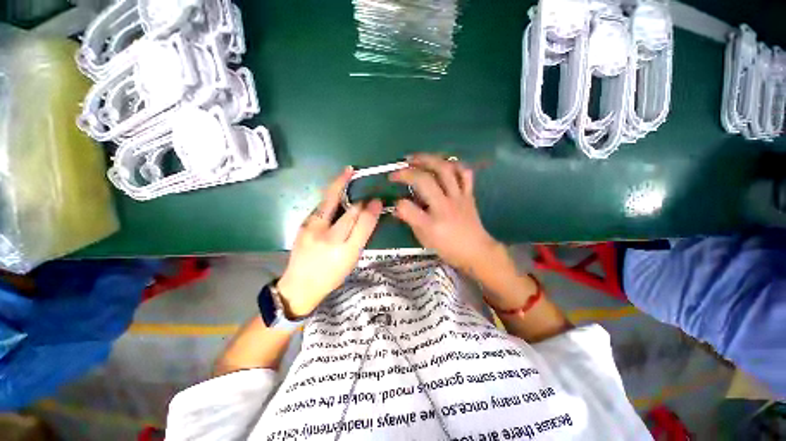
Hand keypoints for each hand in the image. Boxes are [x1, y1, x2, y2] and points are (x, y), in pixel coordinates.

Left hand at [278, 167, 382, 317]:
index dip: (371, 209)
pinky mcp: (303, 225)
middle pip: (348, 210)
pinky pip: (320, 207)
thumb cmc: (331, 275)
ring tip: (347, 172)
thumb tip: (369, 212)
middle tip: (357, 177)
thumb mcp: (352, 259)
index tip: (377, 200)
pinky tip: (335, 192)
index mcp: (346, 250)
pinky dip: (330, 197)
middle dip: (355, 195)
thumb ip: (361, 235)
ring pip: (329, 202)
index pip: (362, 223)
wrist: (300, 285)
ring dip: (338, 185)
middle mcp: (328, 237)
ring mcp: (312, 229)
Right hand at [389, 153, 498, 274]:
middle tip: (398, 168)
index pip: (407, 207)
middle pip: (424, 181)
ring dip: (428, 159)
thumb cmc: (448, 248)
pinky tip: (443, 163)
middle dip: (407, 172)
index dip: (398, 203)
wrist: (476, 251)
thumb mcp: (424, 239)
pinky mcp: (468, 194)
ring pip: (445, 170)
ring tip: (416, 158)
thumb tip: (398, 207)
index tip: (396, 203)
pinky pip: (465, 173)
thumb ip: (411, 221)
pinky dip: (454, 164)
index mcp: (431, 223)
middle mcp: (444, 206)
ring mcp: (458, 197)